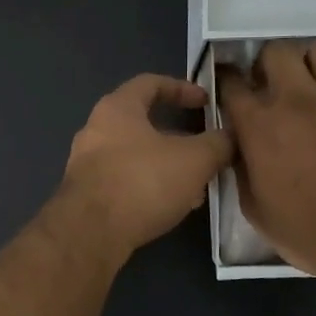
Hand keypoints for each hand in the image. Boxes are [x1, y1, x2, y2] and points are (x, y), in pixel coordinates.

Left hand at [61, 74, 233, 258]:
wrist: (91, 232)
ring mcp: (87, 163)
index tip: (206, 102)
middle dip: (178, 137)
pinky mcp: (86, 194)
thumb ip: (217, 144)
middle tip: (205, 150)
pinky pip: (125, 180)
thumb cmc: (142, 182)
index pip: (150, 83)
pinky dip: (150, 186)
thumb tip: (229, 137)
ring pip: (136, 155)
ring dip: (167, 166)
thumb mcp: (194, 159)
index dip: (182, 88)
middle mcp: (96, 129)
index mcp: (117, 108)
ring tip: (197, 185)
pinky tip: (173, 206)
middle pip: (143, 123)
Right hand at [216, 40, 315, 285]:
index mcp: (260, 126)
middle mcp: (299, 98)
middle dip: (273, 65)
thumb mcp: (257, 211)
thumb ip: (244, 170)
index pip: (232, 85)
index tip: (236, 91)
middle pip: (276, 51)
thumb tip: (242, 148)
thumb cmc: (312, 233)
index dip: (230, 84)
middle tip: (281, 86)